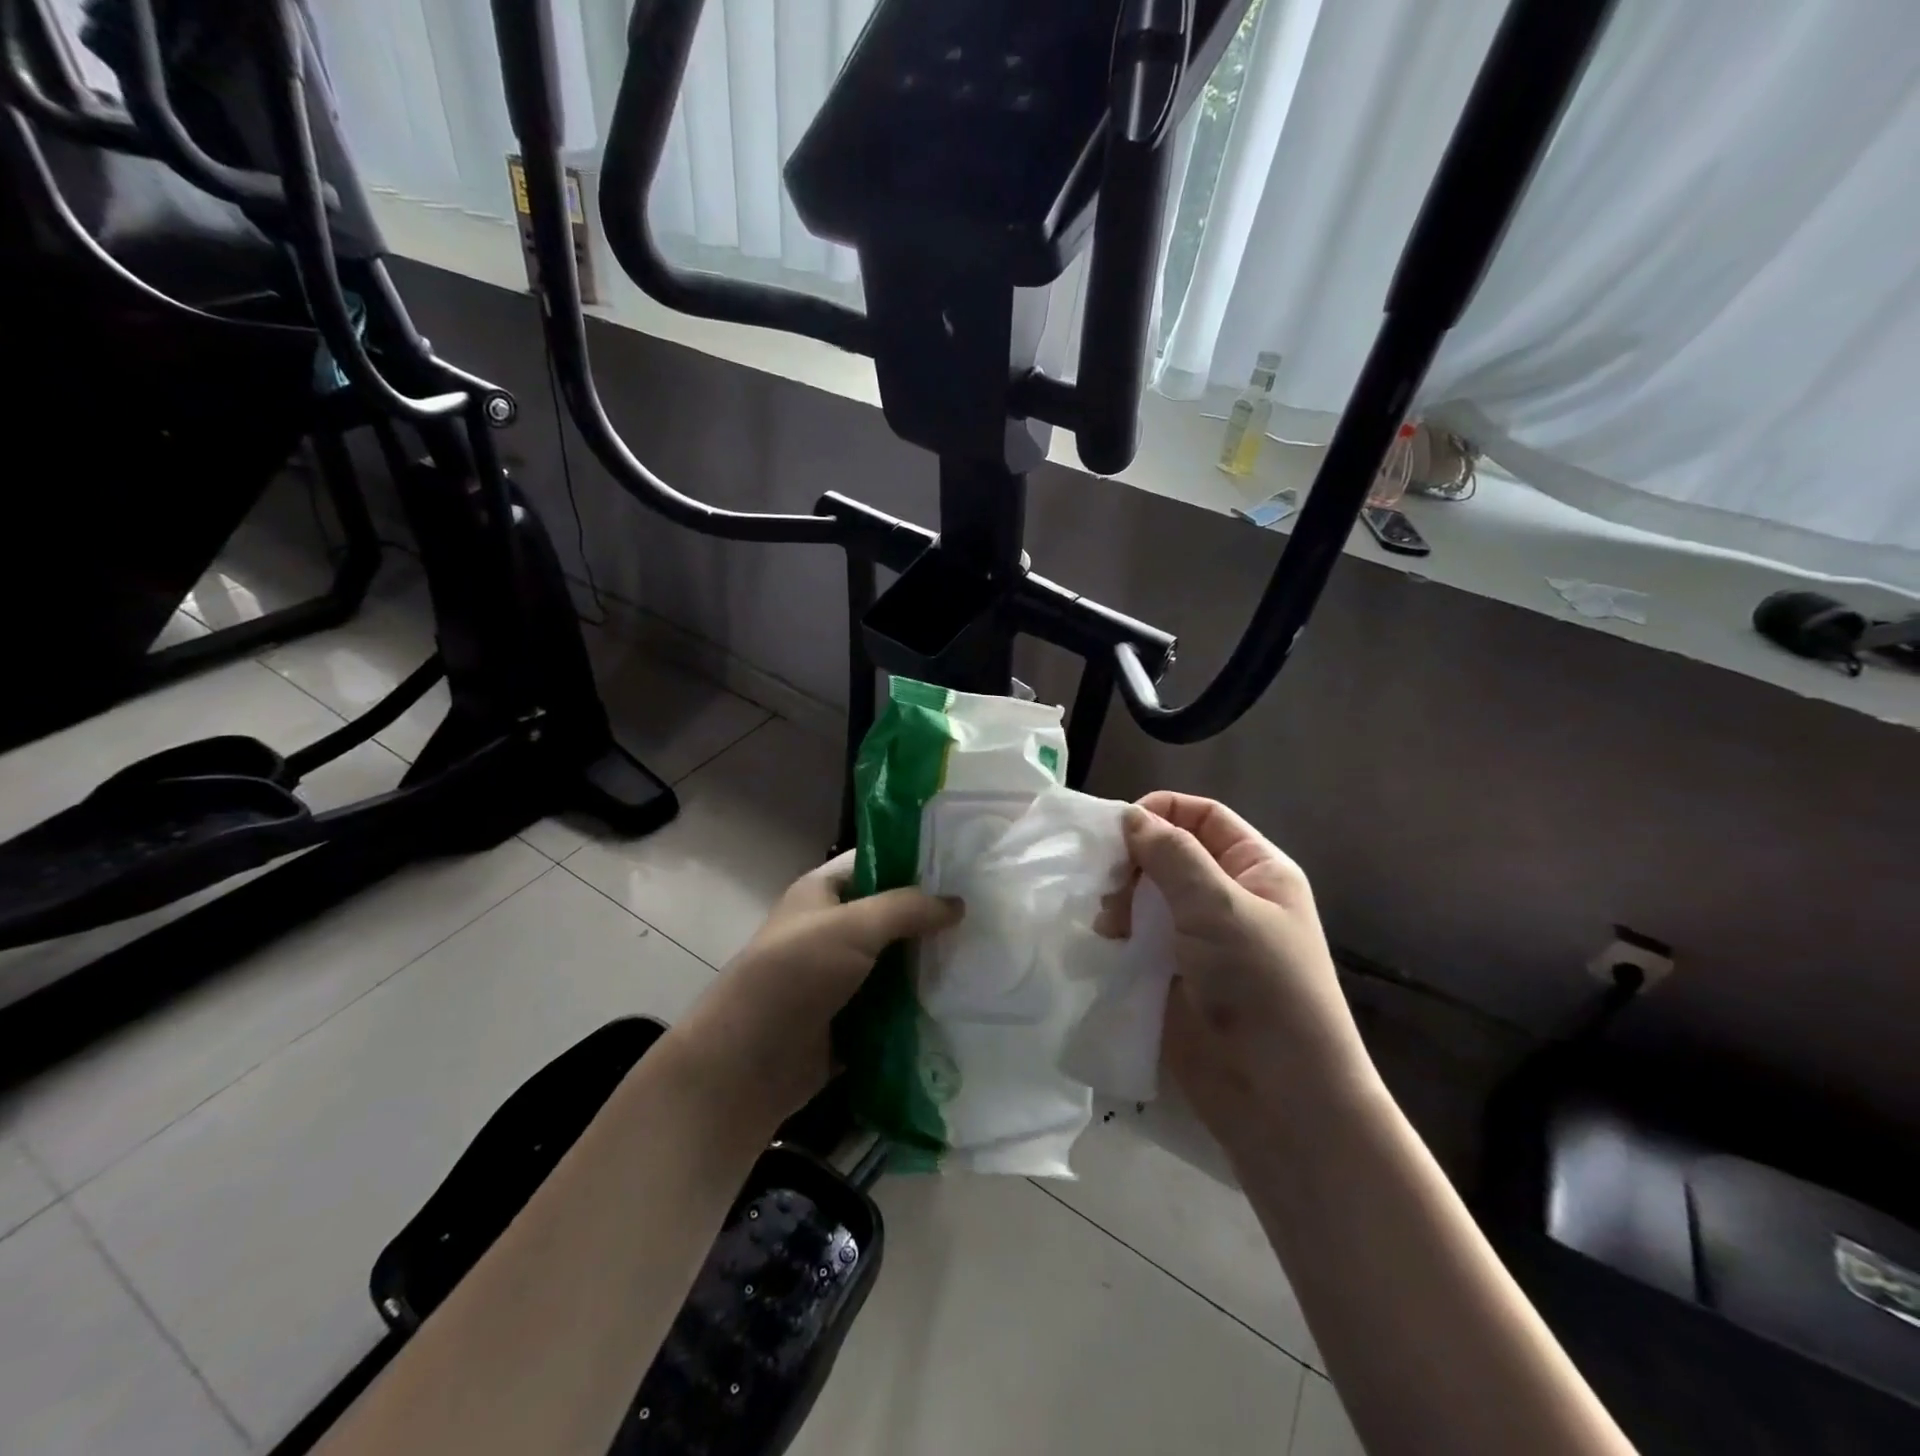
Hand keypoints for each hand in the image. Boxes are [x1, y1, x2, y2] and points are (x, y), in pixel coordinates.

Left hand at [669, 852, 961, 1128]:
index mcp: (823, 893)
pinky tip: (963, 998)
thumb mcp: (852, 927)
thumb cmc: (794, 976)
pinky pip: (895, 1004)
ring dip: (931, 963)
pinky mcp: (852, 1019)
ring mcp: (842, 977)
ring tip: (986, 955)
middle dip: (932, 917)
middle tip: (988, 914)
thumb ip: (907, 909)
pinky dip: (921, 1003)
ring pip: (898, 961)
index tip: (965, 865)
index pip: (876, 861)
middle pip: (892, 914)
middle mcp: (833, 929)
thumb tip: (958, 903)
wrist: (746, 1064)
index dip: (916, 860)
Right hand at [1115, 793, 1371, 1143]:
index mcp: (1256, 869)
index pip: (1204, 816)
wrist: (1278, 1096)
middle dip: (1135, 860)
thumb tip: (1131, 817)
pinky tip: (1108, 941)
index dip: (1162, 812)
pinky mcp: (1175, 972)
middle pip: (1170, 853)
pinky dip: (1120, 931)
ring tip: (1109, 921)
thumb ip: (1172, 855)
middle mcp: (1229, 896)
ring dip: (1123, 898)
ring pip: (1149, 895)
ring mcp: (1201, 937)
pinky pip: (1140, 935)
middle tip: (1109, 883)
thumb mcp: (1219, 907)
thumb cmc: (1261, 986)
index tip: (1117, 830)